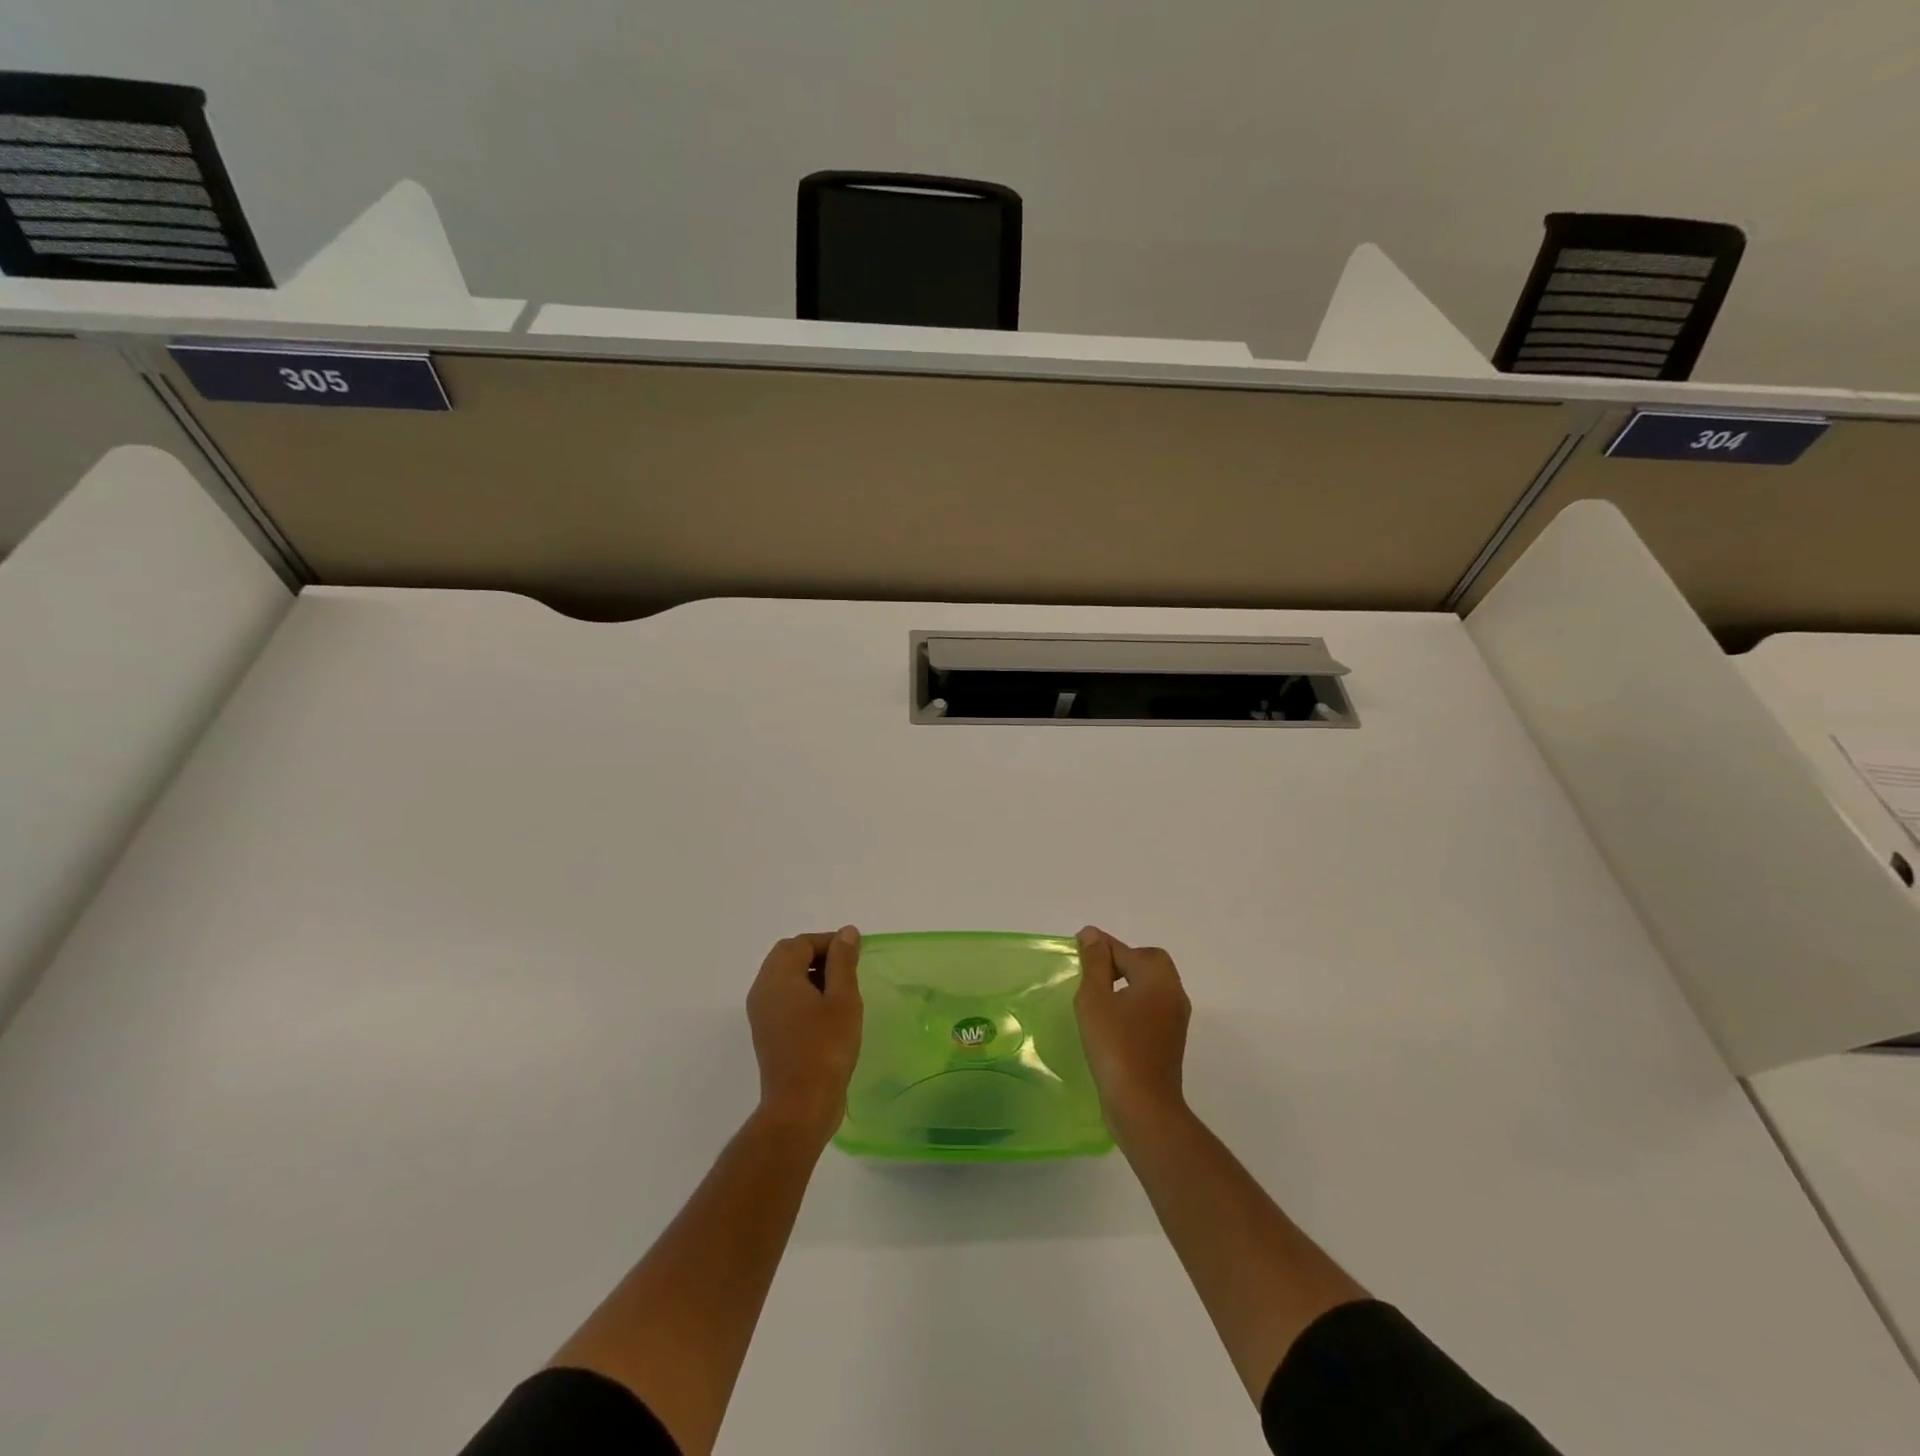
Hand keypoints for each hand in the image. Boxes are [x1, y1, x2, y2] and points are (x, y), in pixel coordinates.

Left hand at [747, 928, 862, 1144]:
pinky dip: (802, 993)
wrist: (801, 1106)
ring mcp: (761, 1014)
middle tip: (848, 968)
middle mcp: (762, 990)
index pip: (800, 943)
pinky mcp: (767, 1033)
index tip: (855, 953)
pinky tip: (827, 1012)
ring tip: (841, 990)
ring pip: (784, 977)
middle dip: (818, 954)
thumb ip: (843, 961)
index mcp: (778, 978)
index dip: (828, 941)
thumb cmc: (826, 1048)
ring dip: (810, 974)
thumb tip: (846, 932)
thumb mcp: (843, 999)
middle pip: (787, 956)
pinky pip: (782, 998)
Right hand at [1074, 927, 1191, 1131]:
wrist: (1143, 1106)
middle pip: (1147, 963)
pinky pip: (1151, 1008)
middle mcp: (1173, 992)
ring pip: (1150, 986)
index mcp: (1158, 977)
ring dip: (1126, 984)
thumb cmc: (1116, 1046)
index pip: (1126, 950)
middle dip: (1120, 961)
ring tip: (1096, 997)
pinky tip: (1111, 1021)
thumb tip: (1093, 933)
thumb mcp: (1095, 998)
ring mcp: (1176, 1018)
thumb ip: (1095, 963)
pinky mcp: (1171, 1040)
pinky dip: (1132, 1004)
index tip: (1077, 948)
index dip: (1100, 947)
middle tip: (1091, 972)